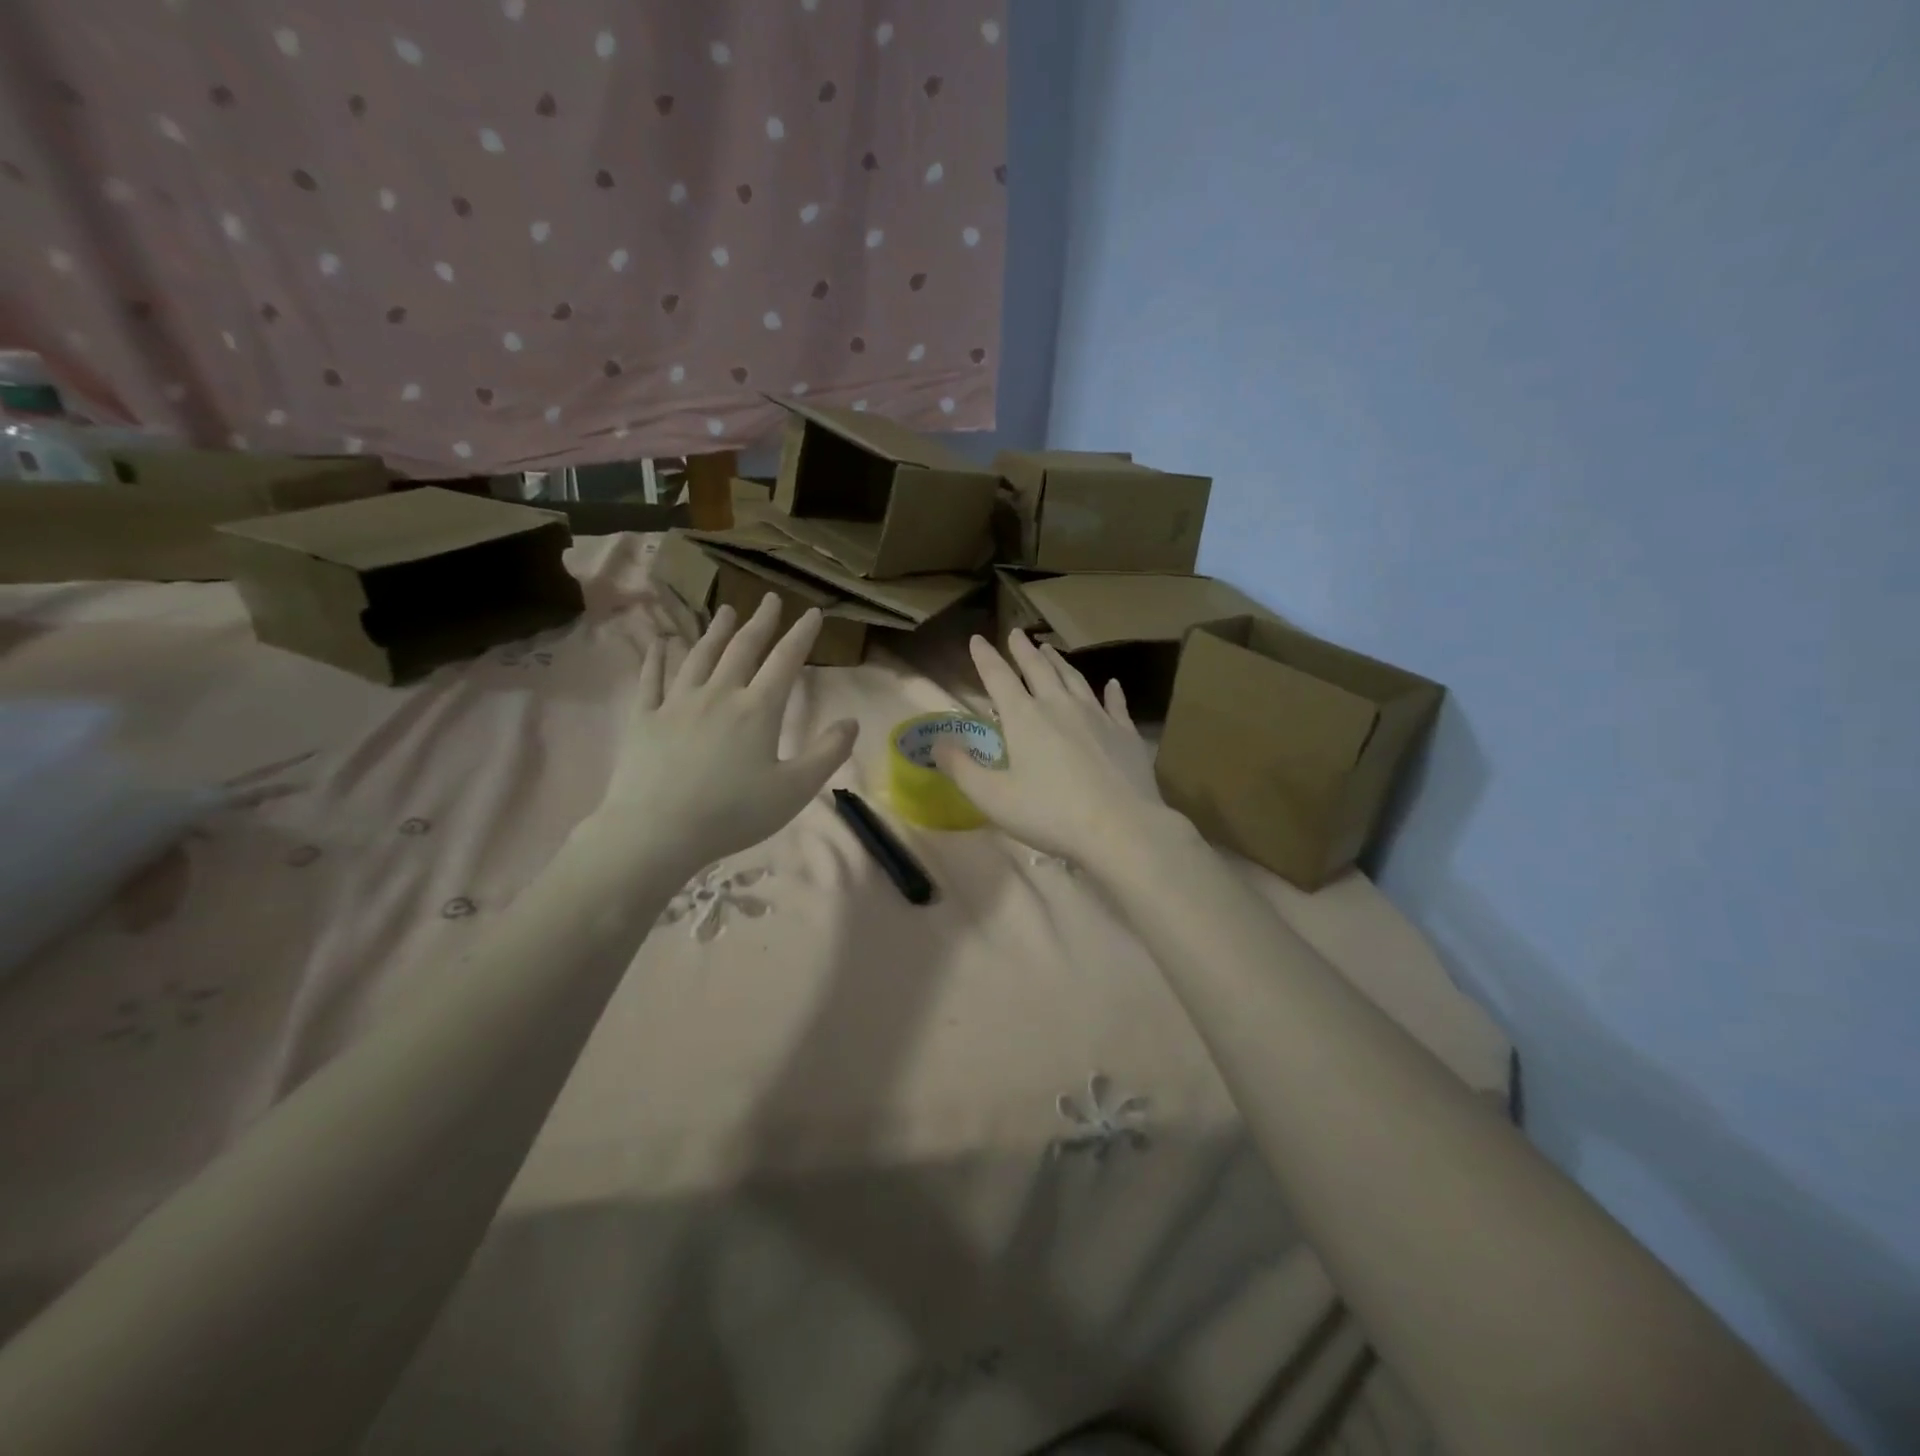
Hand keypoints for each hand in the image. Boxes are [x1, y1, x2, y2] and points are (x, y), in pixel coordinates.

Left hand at [601, 595, 858, 875]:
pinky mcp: (644, 719)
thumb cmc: (733, 813)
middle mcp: (718, 694)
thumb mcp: (794, 790)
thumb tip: (851, 721)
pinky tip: (661, 643)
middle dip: (760, 622)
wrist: (657, 831)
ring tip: (725, 611)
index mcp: (757, 710)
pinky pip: (652, 679)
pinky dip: (657, 658)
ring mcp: (677, 703)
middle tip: (769, 599)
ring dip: (715, 631)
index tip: (812, 613)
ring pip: (699, 656)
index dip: (801, 635)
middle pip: (742, 649)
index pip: (785, 661)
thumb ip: (827, 753)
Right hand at [935, 630, 1170, 865]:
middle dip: (1024, 650)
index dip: (985, 658)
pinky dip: (1112, 692)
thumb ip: (961, 769)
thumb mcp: (993, 797)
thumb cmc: (1050, 813)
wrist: (1120, 827)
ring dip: (1059, 662)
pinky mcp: (1125, 733)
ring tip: (1050, 649)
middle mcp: (1059, 706)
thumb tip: (936, 744)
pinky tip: (1112, 684)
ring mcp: (1097, 716)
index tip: (977, 639)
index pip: (999, 678)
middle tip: (1016, 634)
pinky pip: (1116, 704)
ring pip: (1074, 679)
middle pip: (1039, 669)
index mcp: (1024, 718)